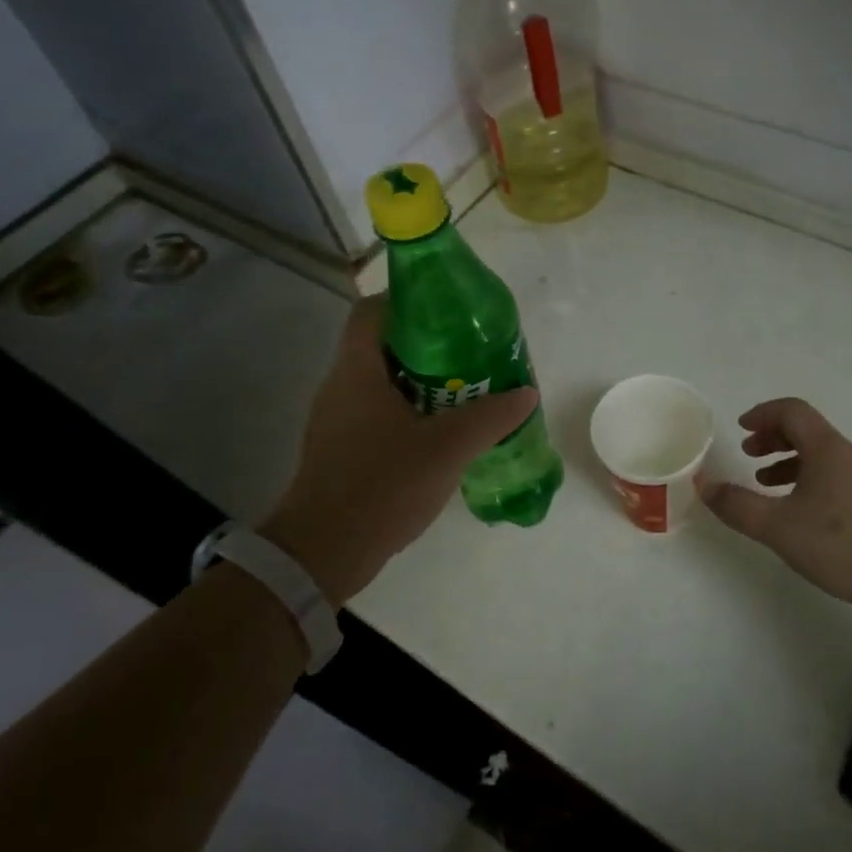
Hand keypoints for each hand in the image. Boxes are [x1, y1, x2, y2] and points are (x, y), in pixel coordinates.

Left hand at [263, 297, 537, 605]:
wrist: (325, 552)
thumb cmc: (382, 486)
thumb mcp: (447, 449)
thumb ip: (490, 417)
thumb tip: (527, 392)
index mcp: (357, 371)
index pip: (372, 310)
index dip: (408, 299)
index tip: (449, 310)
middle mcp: (340, 386)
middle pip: (382, 344)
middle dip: (428, 343)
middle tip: (471, 352)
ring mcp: (337, 419)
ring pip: (382, 381)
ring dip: (422, 380)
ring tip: (466, 389)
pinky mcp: (341, 448)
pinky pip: (378, 411)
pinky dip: (410, 410)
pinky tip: (441, 431)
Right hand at [701, 398, 851, 616]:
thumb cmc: (843, 545)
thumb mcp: (779, 528)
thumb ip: (738, 506)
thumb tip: (704, 483)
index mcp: (826, 449)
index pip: (792, 411)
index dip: (763, 413)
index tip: (740, 428)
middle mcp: (846, 455)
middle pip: (806, 430)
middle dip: (772, 437)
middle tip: (748, 454)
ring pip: (818, 455)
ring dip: (787, 460)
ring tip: (764, 484)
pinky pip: (831, 476)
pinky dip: (805, 480)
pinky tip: (797, 511)